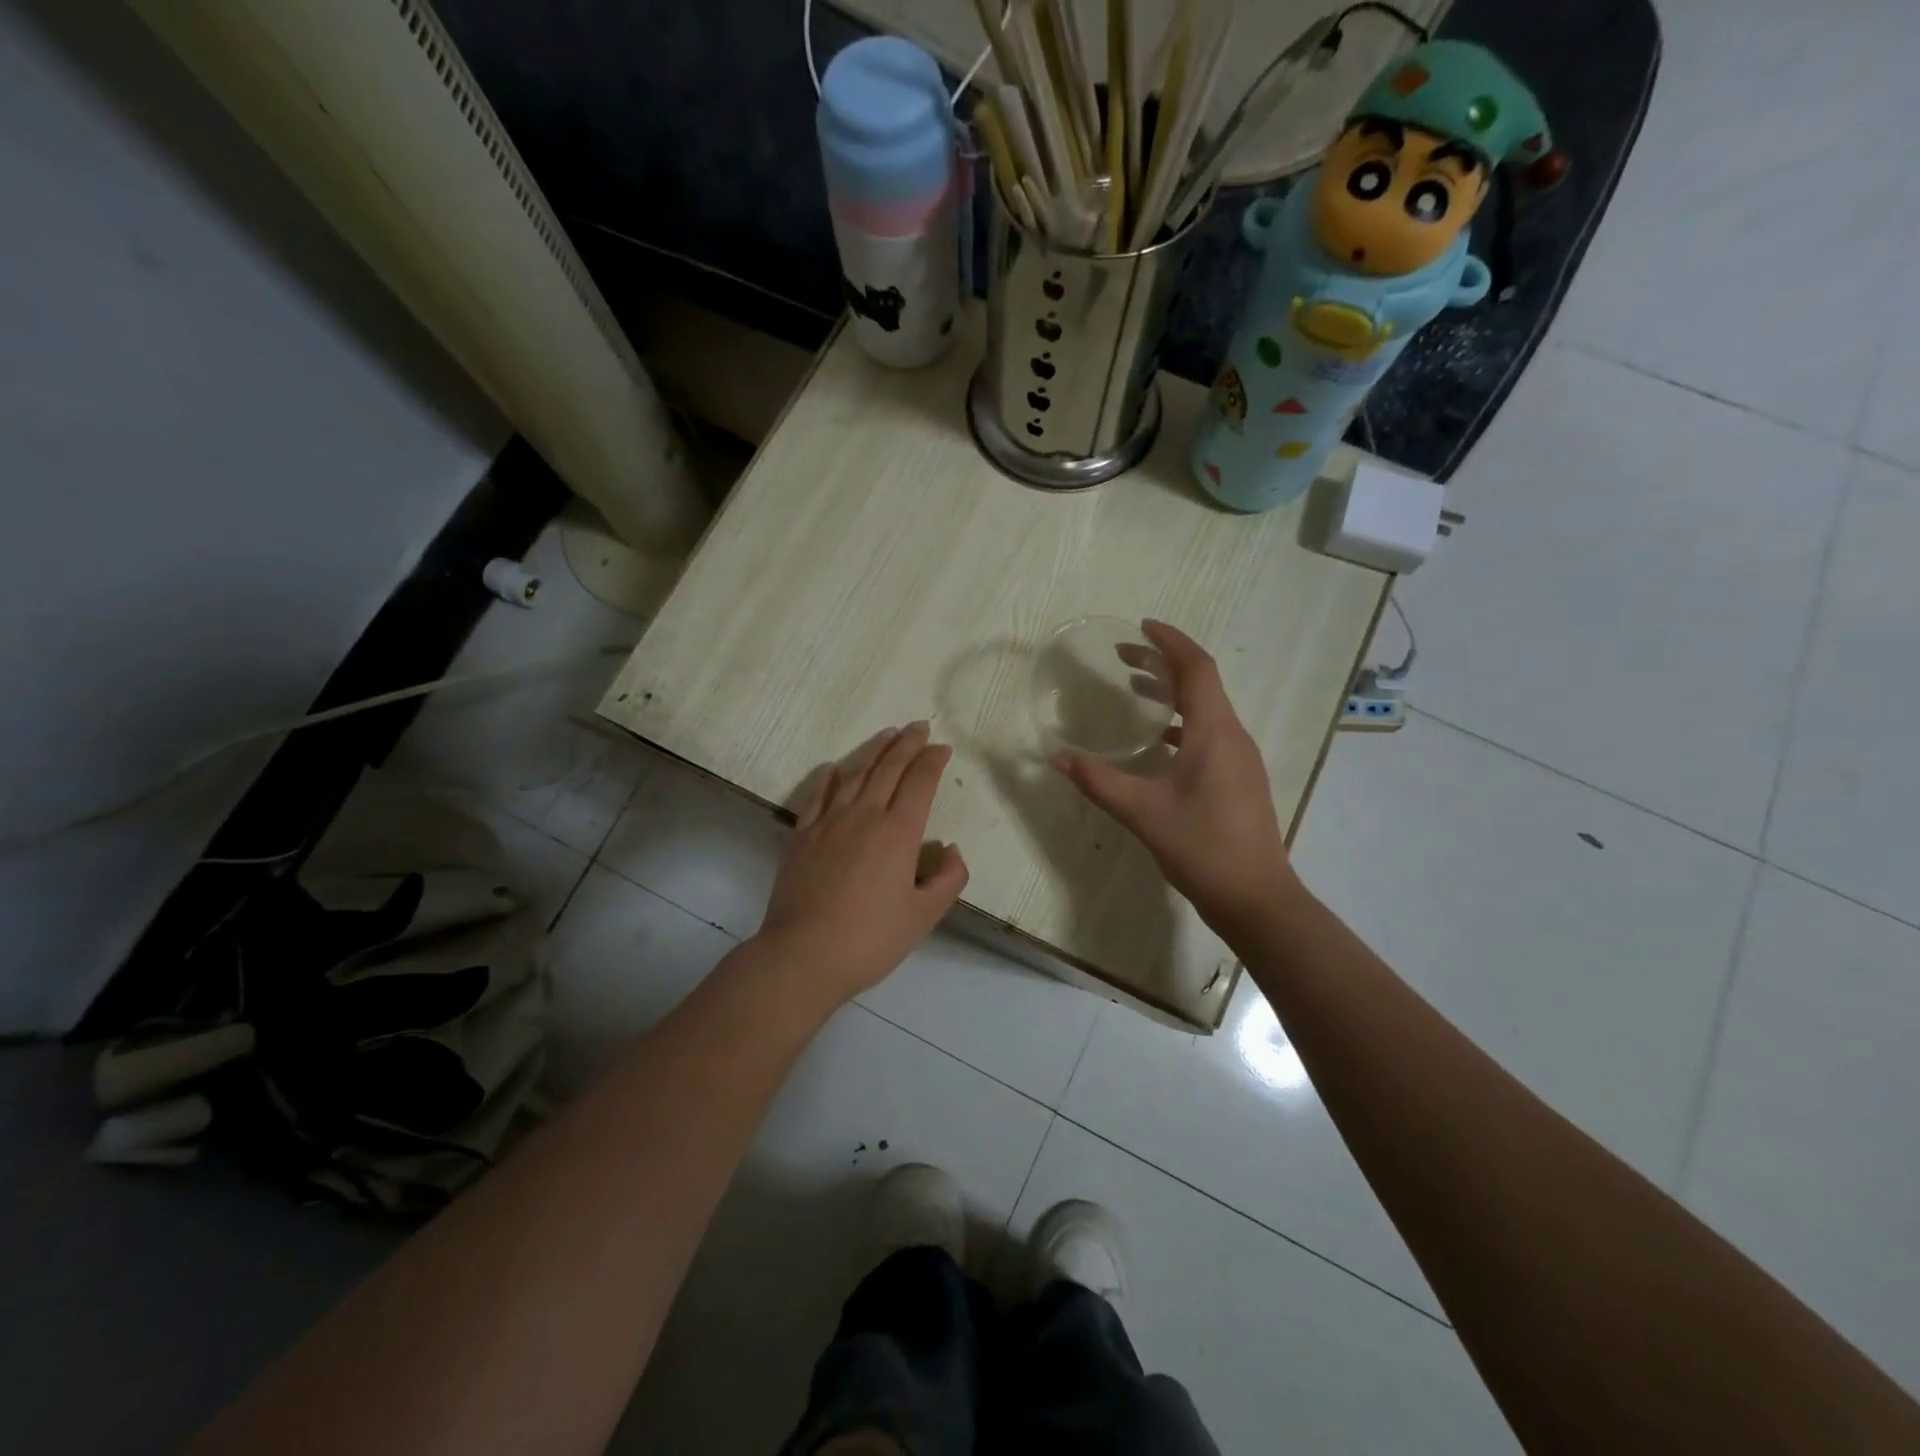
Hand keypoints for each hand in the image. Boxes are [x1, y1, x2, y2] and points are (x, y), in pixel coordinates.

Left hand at [756, 722, 969, 1005]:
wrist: (803, 955)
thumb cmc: (870, 939)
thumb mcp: (923, 916)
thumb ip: (948, 880)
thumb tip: (950, 849)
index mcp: (899, 832)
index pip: (920, 782)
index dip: (932, 761)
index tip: (941, 748)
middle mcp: (865, 815)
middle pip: (888, 768)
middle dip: (907, 743)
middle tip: (918, 726)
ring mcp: (829, 822)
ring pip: (855, 773)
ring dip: (873, 750)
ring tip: (886, 734)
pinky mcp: (802, 835)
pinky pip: (818, 795)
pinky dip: (830, 776)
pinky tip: (834, 768)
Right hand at [1052, 620, 1296, 934]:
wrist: (1256, 898)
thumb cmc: (1202, 847)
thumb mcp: (1142, 811)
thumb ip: (1098, 781)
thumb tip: (1057, 757)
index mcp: (1214, 732)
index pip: (1197, 668)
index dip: (1171, 642)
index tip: (1141, 626)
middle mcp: (1232, 736)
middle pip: (1201, 684)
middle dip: (1164, 664)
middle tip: (1124, 657)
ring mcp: (1239, 759)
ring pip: (1206, 709)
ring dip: (1173, 693)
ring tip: (1134, 690)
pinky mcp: (1238, 779)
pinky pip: (1209, 734)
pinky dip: (1181, 723)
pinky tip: (1157, 742)